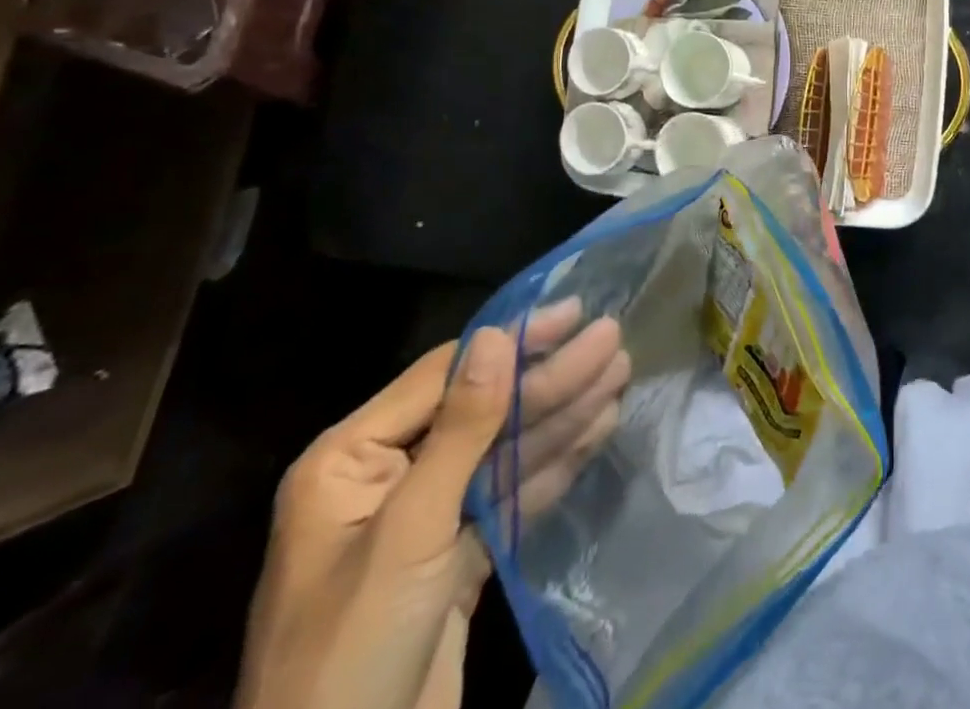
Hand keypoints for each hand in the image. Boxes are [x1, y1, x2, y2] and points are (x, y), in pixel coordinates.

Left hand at [237, 301, 630, 708]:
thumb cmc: (350, 654)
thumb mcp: (408, 533)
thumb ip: (460, 430)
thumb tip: (497, 334)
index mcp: (351, 460)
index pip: (446, 377)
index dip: (514, 342)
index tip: (573, 315)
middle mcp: (389, 477)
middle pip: (483, 411)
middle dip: (550, 379)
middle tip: (613, 341)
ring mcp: (426, 519)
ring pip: (504, 450)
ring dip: (563, 413)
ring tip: (619, 373)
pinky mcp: (456, 559)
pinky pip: (510, 495)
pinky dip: (555, 464)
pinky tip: (598, 428)